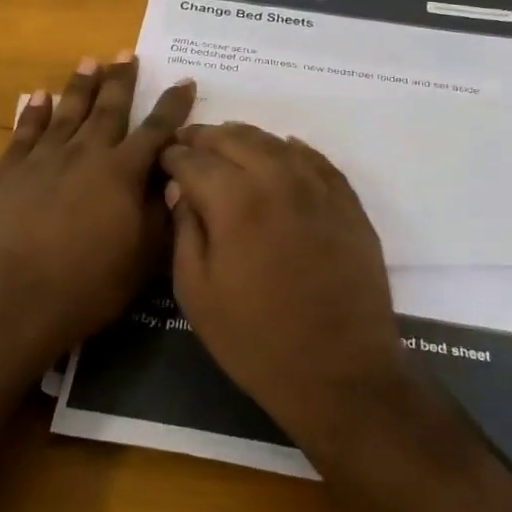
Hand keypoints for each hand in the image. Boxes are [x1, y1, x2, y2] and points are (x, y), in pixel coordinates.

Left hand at [0, 53, 194, 372]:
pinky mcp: (7, 173)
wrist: (10, 300)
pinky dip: (32, 112)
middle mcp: (84, 155)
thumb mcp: (142, 258)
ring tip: (90, 62)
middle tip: (127, 54)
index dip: (173, 107)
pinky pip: (24, 132)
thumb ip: (160, 214)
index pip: (156, 132)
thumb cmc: (86, 286)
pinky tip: (37, 96)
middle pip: (107, 110)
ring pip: (66, 112)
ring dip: (79, 86)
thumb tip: (174, 179)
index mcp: (121, 174)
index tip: (185, 82)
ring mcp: (42, 160)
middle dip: (121, 81)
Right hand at [161, 123, 402, 431]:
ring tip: (227, 145)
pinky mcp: (348, 204)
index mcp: (234, 200)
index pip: (193, 159)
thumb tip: (182, 190)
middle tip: (188, 145)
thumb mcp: (196, 291)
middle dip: (205, 138)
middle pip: (234, 138)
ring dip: (245, 139)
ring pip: (276, 142)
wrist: (338, 373)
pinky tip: (282, 152)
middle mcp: (278, 179)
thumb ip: (184, 229)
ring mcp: (319, 188)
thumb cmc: (254, 340)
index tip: (163, 159)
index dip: (172, 155)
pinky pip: (316, 160)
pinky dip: (292, 150)